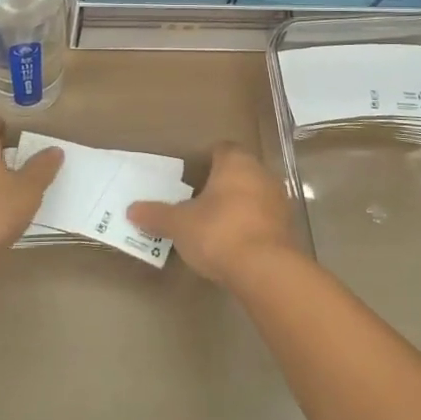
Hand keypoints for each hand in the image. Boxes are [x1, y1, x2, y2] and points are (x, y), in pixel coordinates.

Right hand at [127, 143, 297, 286]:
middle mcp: (261, 173)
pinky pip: (265, 219)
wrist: (266, 270)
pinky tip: (236, 244)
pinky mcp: (288, 228)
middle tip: (200, 202)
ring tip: (216, 226)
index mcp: (235, 162)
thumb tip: (132, 209)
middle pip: (239, 172)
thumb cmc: (218, 232)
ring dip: (239, 206)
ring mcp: (279, 200)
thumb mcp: (179, 224)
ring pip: (254, 194)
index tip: (192, 177)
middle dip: (222, 184)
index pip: (222, 149)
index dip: (207, 160)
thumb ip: (157, 215)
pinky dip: (251, 226)